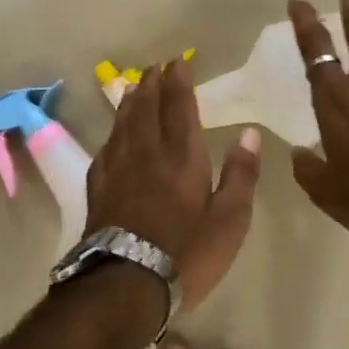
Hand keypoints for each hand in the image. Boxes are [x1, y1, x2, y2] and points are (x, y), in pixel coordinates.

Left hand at [86, 58, 261, 304]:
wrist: (125, 285)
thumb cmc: (187, 253)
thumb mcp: (230, 220)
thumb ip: (240, 174)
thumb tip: (249, 132)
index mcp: (182, 156)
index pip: (180, 107)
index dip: (179, 82)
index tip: (178, 62)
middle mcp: (148, 153)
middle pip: (147, 108)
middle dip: (152, 84)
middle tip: (154, 67)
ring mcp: (118, 169)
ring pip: (123, 124)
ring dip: (130, 102)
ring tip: (133, 86)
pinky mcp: (98, 188)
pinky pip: (106, 148)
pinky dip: (112, 133)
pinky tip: (113, 135)